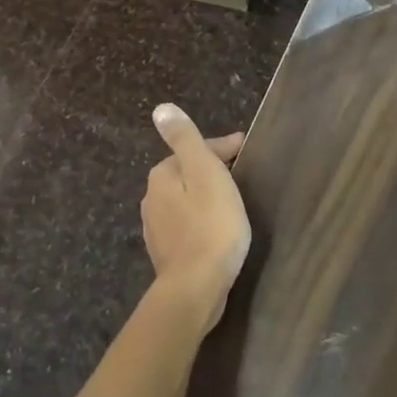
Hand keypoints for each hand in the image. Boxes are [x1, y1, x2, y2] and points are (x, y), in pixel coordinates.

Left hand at [143, 103, 250, 330]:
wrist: (197, 286)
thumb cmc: (210, 225)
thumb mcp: (204, 173)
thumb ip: (185, 140)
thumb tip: (161, 109)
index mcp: (162, 176)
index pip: (192, 150)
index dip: (221, 147)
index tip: (246, 149)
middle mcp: (151, 199)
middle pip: (186, 174)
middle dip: (210, 170)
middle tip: (241, 174)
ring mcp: (156, 228)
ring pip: (185, 200)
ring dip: (205, 196)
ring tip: (232, 201)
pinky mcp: (167, 253)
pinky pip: (187, 225)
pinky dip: (202, 220)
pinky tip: (217, 229)